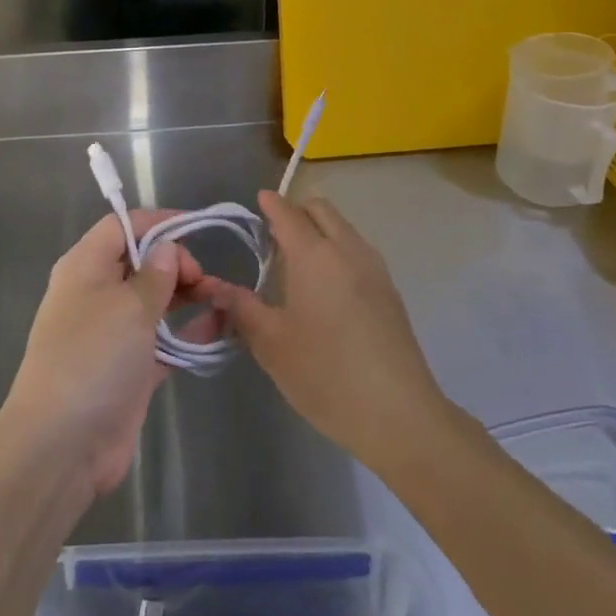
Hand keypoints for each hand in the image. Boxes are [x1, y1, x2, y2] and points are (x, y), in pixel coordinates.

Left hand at [2, 211, 220, 501]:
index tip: (195, 229)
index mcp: (85, 266)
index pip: (121, 227)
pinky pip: (161, 339)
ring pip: (152, 300)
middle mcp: (95, 293)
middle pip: (140, 261)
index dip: (157, 223)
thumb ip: (156, 274)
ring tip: (220, 298)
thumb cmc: (93, 357)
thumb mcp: (129, 306)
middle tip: (204, 279)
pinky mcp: (127, 368)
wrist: (62, 445)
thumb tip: (167, 249)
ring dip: (185, 296)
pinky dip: (186, 332)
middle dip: (176, 262)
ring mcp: (111, 333)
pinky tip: (218, 329)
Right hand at [202, 192, 451, 473]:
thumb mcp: (271, 344)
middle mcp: (347, 249)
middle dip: (296, 211)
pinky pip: (358, 250)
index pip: (288, 212)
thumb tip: (216, 288)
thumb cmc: (325, 375)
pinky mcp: (390, 291)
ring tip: (297, 263)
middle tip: (273, 235)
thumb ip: (242, 309)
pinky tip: (326, 287)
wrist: (398, 414)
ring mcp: (374, 268)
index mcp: (314, 255)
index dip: (270, 204)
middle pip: (321, 209)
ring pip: (343, 228)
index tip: (257, 202)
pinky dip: (338, 250)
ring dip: (320, 230)